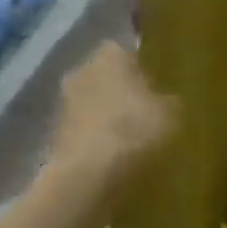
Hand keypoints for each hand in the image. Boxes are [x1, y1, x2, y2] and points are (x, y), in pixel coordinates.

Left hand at [49, 42, 175, 178]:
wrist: (86, 177)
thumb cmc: (134, 131)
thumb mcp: (172, 112)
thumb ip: (169, 98)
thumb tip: (166, 99)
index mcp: (110, 55)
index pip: (127, 50)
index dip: (143, 66)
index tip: (159, 84)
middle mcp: (81, 70)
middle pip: (107, 75)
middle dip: (124, 89)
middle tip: (150, 109)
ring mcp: (63, 103)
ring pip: (94, 102)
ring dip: (109, 115)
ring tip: (136, 136)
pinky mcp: (54, 135)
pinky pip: (85, 129)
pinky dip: (98, 138)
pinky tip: (117, 154)